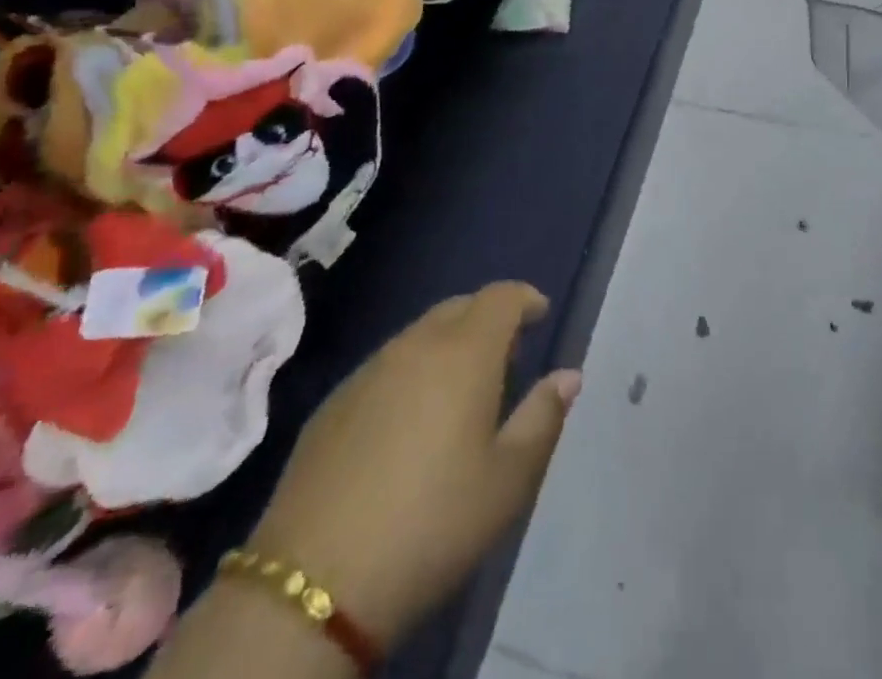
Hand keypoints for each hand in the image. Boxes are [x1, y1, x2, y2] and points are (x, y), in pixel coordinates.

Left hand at [250, 283, 579, 651]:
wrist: (312, 584)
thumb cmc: (432, 524)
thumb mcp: (507, 480)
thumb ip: (543, 417)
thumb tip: (569, 374)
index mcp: (464, 353)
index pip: (501, 297)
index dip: (525, 298)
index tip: (540, 314)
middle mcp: (415, 346)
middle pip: (459, 307)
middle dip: (488, 319)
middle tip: (506, 357)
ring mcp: (367, 372)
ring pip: (419, 335)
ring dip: (448, 345)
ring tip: (460, 391)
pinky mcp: (332, 404)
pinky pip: (385, 366)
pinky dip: (410, 373)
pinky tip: (408, 423)